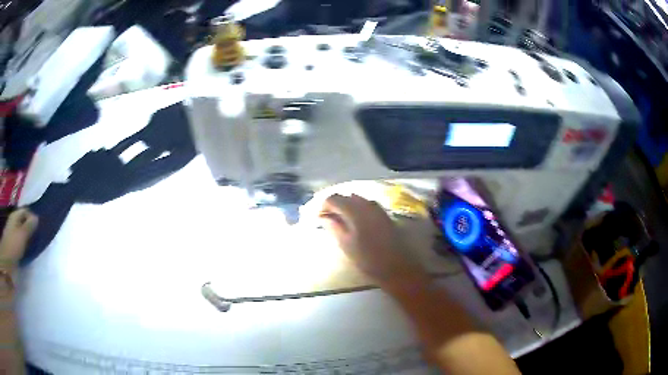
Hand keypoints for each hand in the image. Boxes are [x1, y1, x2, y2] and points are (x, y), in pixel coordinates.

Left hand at [0, 209, 37, 265]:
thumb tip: (37, 217)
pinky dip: (22, 244)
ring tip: (31, 245)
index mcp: (15, 215)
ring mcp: (11, 233)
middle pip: (22, 221)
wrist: (7, 259)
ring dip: (25, 237)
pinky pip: (18, 241)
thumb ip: (29, 226)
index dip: (31, 216)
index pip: (25, 211)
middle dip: (28, 227)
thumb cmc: (13, 245)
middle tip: (36, 237)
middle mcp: (13, 221)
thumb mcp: (22, 235)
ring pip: (20, 231)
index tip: (38, 227)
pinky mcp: (12, 244)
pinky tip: (25, 251)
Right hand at [320, 194, 427, 287]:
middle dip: (335, 206)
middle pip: (346, 197)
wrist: (398, 268)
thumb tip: (322, 216)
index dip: (323, 206)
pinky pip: (367, 205)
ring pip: (357, 200)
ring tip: (341, 223)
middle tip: (328, 220)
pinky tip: (356, 224)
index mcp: (355, 210)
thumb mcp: (346, 245)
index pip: (333, 198)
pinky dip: (358, 210)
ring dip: (347, 207)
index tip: (318, 218)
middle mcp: (367, 204)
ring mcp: (378, 208)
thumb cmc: (369, 259)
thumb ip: (334, 227)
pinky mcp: (385, 215)